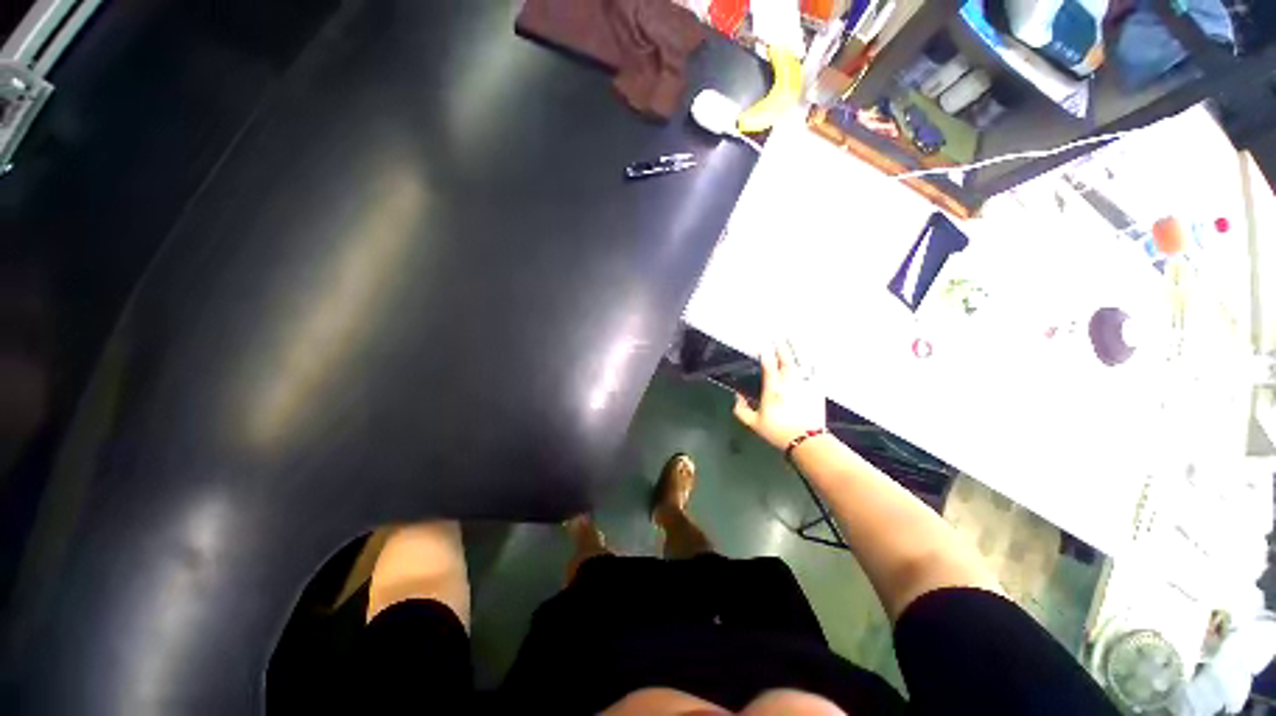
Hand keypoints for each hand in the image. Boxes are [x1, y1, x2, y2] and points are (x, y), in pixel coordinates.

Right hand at [733, 341, 825, 450]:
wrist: (806, 441)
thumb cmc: (778, 432)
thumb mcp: (754, 423)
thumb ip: (741, 409)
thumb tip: (736, 396)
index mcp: (772, 389)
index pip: (768, 365)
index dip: (766, 353)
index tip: (763, 344)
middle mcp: (788, 382)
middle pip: (786, 359)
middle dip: (782, 347)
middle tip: (780, 336)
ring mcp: (804, 384)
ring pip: (801, 362)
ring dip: (796, 350)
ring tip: (794, 339)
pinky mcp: (817, 389)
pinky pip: (816, 372)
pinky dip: (814, 363)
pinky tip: (814, 357)